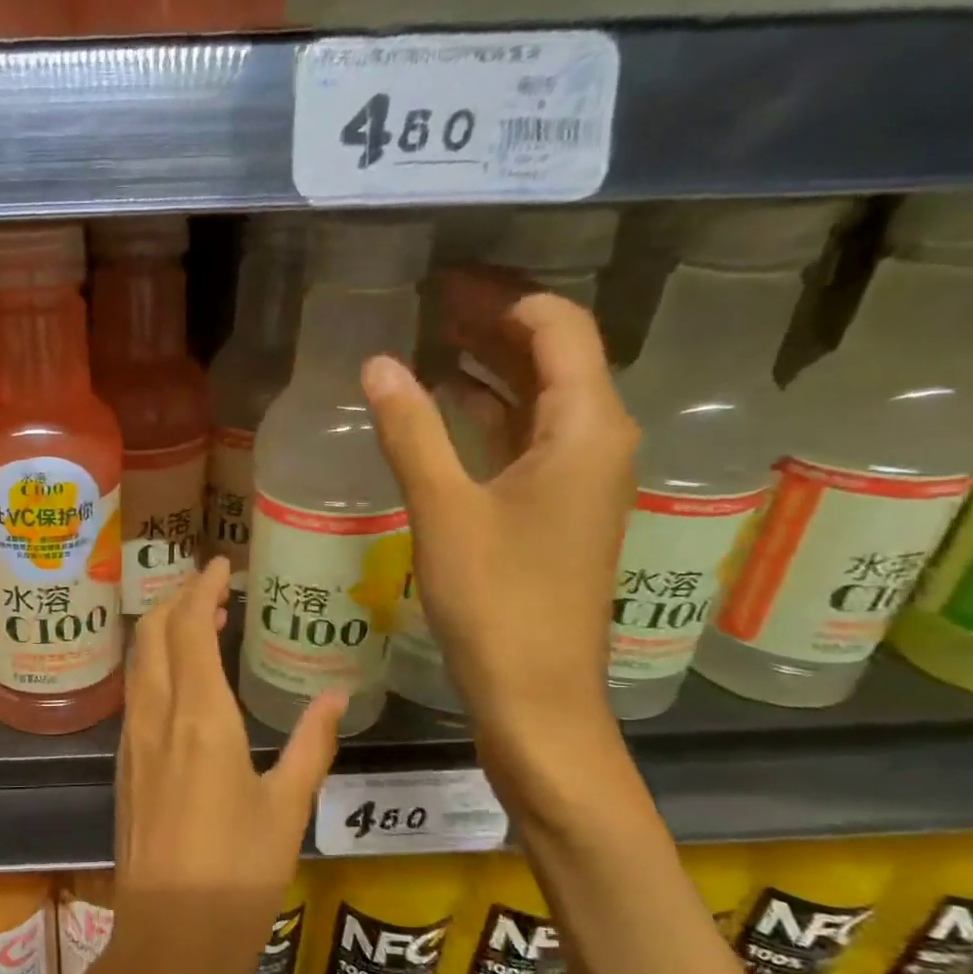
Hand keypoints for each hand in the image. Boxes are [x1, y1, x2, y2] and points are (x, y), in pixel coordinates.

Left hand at [103, 558, 343, 973]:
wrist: (169, 937)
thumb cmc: (238, 876)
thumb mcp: (288, 809)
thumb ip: (311, 745)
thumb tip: (334, 697)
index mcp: (200, 719)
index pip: (188, 629)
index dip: (201, 589)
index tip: (221, 564)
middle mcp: (157, 719)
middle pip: (153, 635)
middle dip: (177, 599)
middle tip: (211, 586)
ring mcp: (133, 742)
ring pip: (139, 664)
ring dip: (163, 631)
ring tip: (200, 622)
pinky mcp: (125, 766)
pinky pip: (136, 695)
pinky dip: (155, 667)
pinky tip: (181, 680)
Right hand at [361, 272, 637, 741]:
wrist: (536, 693)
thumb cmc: (496, 599)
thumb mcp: (445, 509)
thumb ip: (411, 431)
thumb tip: (374, 364)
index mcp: (586, 428)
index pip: (559, 328)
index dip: (506, 297)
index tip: (448, 281)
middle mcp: (597, 443)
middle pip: (553, 358)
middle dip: (495, 324)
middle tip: (431, 300)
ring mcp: (581, 481)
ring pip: (539, 401)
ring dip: (490, 368)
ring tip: (431, 342)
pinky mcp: (558, 512)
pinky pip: (528, 440)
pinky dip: (490, 415)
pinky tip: (448, 409)